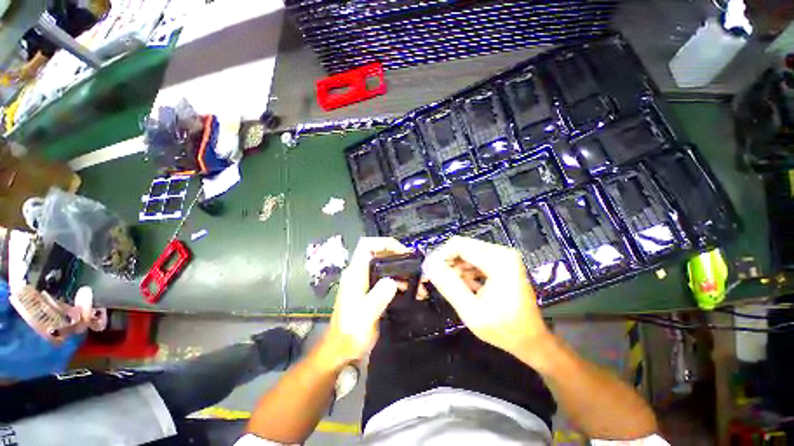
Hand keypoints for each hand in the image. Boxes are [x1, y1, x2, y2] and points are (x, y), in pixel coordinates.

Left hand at [320, 237, 409, 364]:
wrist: (341, 350)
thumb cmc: (351, 333)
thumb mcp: (366, 316)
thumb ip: (378, 297)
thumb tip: (392, 282)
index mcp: (355, 273)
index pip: (367, 245)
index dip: (385, 243)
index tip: (403, 251)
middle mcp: (358, 273)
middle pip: (378, 253)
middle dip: (397, 256)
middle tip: (414, 265)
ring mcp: (363, 281)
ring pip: (383, 266)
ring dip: (400, 270)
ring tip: (416, 281)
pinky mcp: (368, 290)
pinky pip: (384, 278)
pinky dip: (397, 280)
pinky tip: (409, 290)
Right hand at [423, 236, 551, 358]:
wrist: (532, 341)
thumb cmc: (504, 330)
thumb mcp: (471, 311)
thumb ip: (449, 286)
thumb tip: (429, 266)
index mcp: (498, 260)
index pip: (458, 245)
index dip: (439, 256)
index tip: (428, 272)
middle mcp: (501, 252)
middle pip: (462, 247)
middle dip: (446, 263)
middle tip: (434, 280)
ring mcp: (502, 257)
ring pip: (466, 253)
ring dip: (454, 268)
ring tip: (450, 288)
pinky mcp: (501, 263)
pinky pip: (474, 260)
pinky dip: (464, 272)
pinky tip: (465, 288)